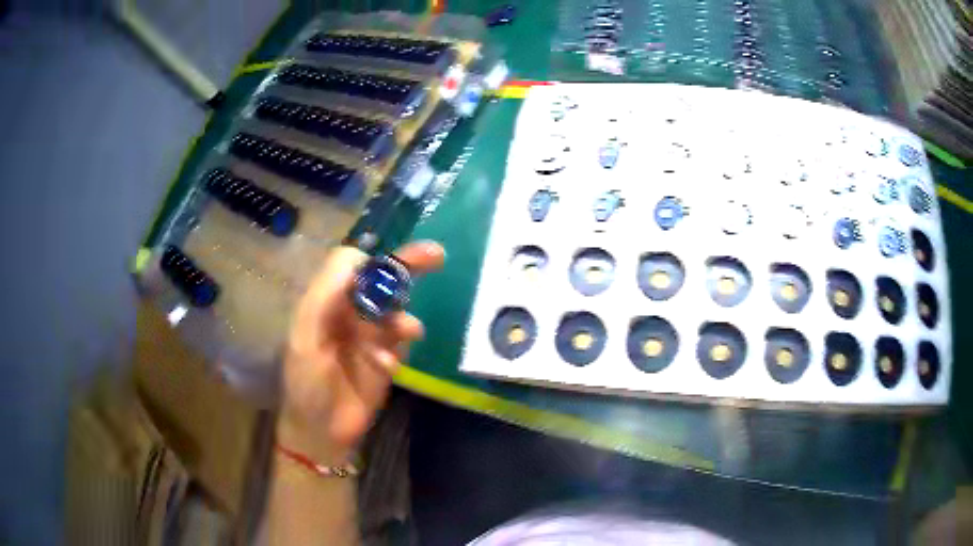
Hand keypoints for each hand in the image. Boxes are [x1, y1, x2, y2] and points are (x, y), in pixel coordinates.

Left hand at [277, 241, 444, 463]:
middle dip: (407, 265)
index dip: (371, 263)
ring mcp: (369, 335)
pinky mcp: (387, 357)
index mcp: (325, 301)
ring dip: (402, 319)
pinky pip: (401, 342)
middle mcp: (349, 312)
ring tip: (407, 332)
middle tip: (436, 255)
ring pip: (396, 310)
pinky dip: (397, 350)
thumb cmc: (306, 384)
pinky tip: (386, 368)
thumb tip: (358, 258)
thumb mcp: (305, 338)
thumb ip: (325, 296)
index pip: (352, 265)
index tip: (387, 271)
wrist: (322, 431)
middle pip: (380, 279)